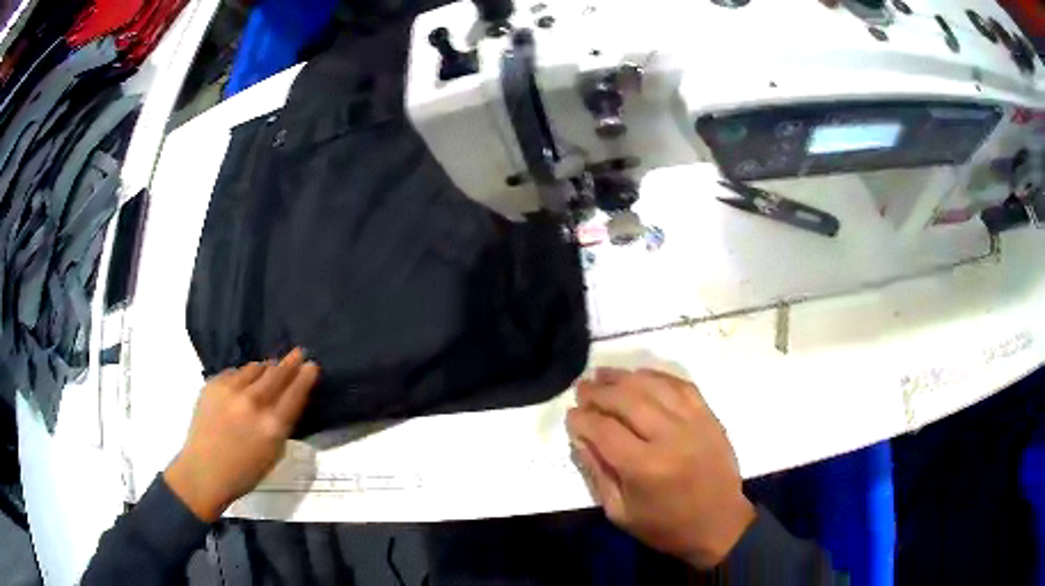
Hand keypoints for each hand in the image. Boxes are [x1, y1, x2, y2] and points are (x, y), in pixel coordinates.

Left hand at [163, 348, 319, 521]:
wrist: (204, 470)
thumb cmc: (244, 471)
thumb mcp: (273, 453)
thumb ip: (282, 424)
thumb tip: (288, 399)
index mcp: (272, 426)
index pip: (295, 393)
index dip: (305, 377)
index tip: (312, 365)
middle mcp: (253, 403)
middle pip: (277, 374)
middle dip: (289, 362)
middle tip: (298, 352)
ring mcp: (230, 390)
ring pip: (255, 368)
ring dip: (265, 368)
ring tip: (269, 370)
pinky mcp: (213, 384)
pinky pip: (235, 372)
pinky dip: (243, 376)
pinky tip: (242, 385)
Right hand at [566, 368, 754, 568]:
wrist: (719, 524)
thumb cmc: (664, 526)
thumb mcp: (619, 511)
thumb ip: (596, 472)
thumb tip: (580, 436)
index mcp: (644, 467)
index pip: (603, 429)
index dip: (582, 419)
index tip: (571, 415)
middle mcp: (669, 437)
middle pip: (627, 399)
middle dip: (599, 391)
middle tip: (581, 388)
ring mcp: (694, 422)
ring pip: (653, 385)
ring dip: (624, 377)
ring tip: (603, 374)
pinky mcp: (709, 416)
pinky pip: (681, 385)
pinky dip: (658, 375)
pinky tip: (641, 375)